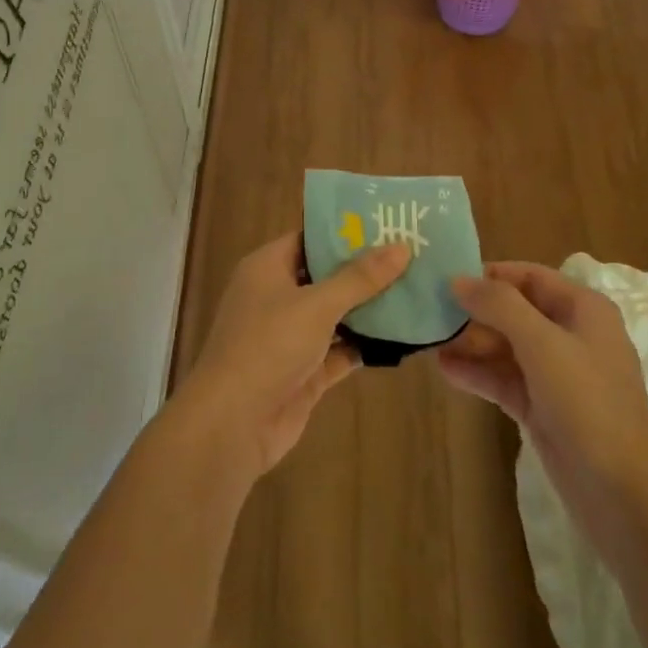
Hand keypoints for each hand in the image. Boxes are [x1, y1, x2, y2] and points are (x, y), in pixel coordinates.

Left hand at [178, 232, 410, 478]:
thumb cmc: (268, 346)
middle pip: (325, 276)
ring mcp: (289, 337)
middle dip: (364, 270)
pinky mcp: (303, 372)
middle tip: (412, 255)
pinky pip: (339, 351)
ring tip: (415, 290)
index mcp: (268, 268)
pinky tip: (400, 336)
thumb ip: (360, 278)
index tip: (387, 223)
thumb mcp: (317, 305)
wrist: (232, 424)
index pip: (309, 238)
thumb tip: (402, 247)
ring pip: (335, 315)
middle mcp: (277, 297)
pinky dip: (363, 345)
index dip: (345, 231)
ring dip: (368, 308)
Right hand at [437, 262, 647, 567]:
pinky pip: (505, 380)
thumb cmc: (588, 404)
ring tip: (428, 340)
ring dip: (471, 343)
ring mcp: (557, 375)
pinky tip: (444, 370)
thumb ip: (500, 306)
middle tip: (430, 313)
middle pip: (515, 311)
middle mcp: (571, 335)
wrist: (623, 494)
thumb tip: (458, 280)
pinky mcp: (543, 408)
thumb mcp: (543, 344)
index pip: (530, 277)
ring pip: (507, 348)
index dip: (491, 275)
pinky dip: (478, 374)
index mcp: (583, 309)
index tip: (447, 279)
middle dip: (475, 311)